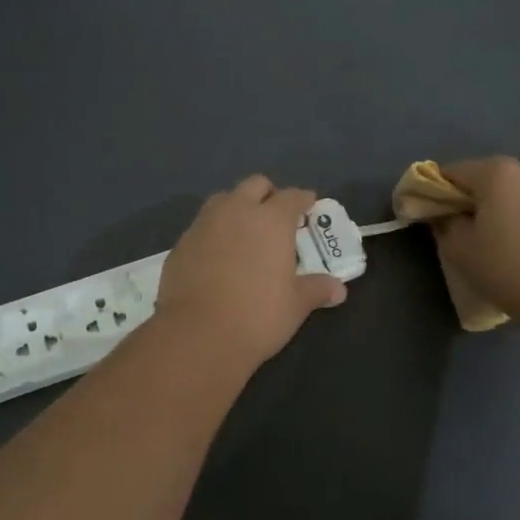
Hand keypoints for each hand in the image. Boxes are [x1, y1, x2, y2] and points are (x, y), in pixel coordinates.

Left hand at [154, 176, 346, 370]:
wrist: (197, 334)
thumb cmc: (257, 316)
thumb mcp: (296, 305)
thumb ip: (316, 289)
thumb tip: (338, 289)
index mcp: (271, 219)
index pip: (291, 196)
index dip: (303, 199)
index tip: (309, 205)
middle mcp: (236, 211)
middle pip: (254, 185)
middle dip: (268, 194)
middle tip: (276, 216)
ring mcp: (204, 224)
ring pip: (223, 199)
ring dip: (237, 207)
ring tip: (244, 231)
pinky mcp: (181, 242)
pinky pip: (202, 225)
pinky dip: (214, 231)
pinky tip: (217, 254)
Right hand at [431, 158, 519, 322]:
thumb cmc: (507, 268)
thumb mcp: (459, 250)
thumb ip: (446, 224)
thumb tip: (448, 215)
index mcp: (497, 174)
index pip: (455, 171)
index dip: (441, 190)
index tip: (439, 214)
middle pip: (495, 178)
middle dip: (482, 197)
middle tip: (476, 229)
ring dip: (516, 208)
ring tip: (514, 242)